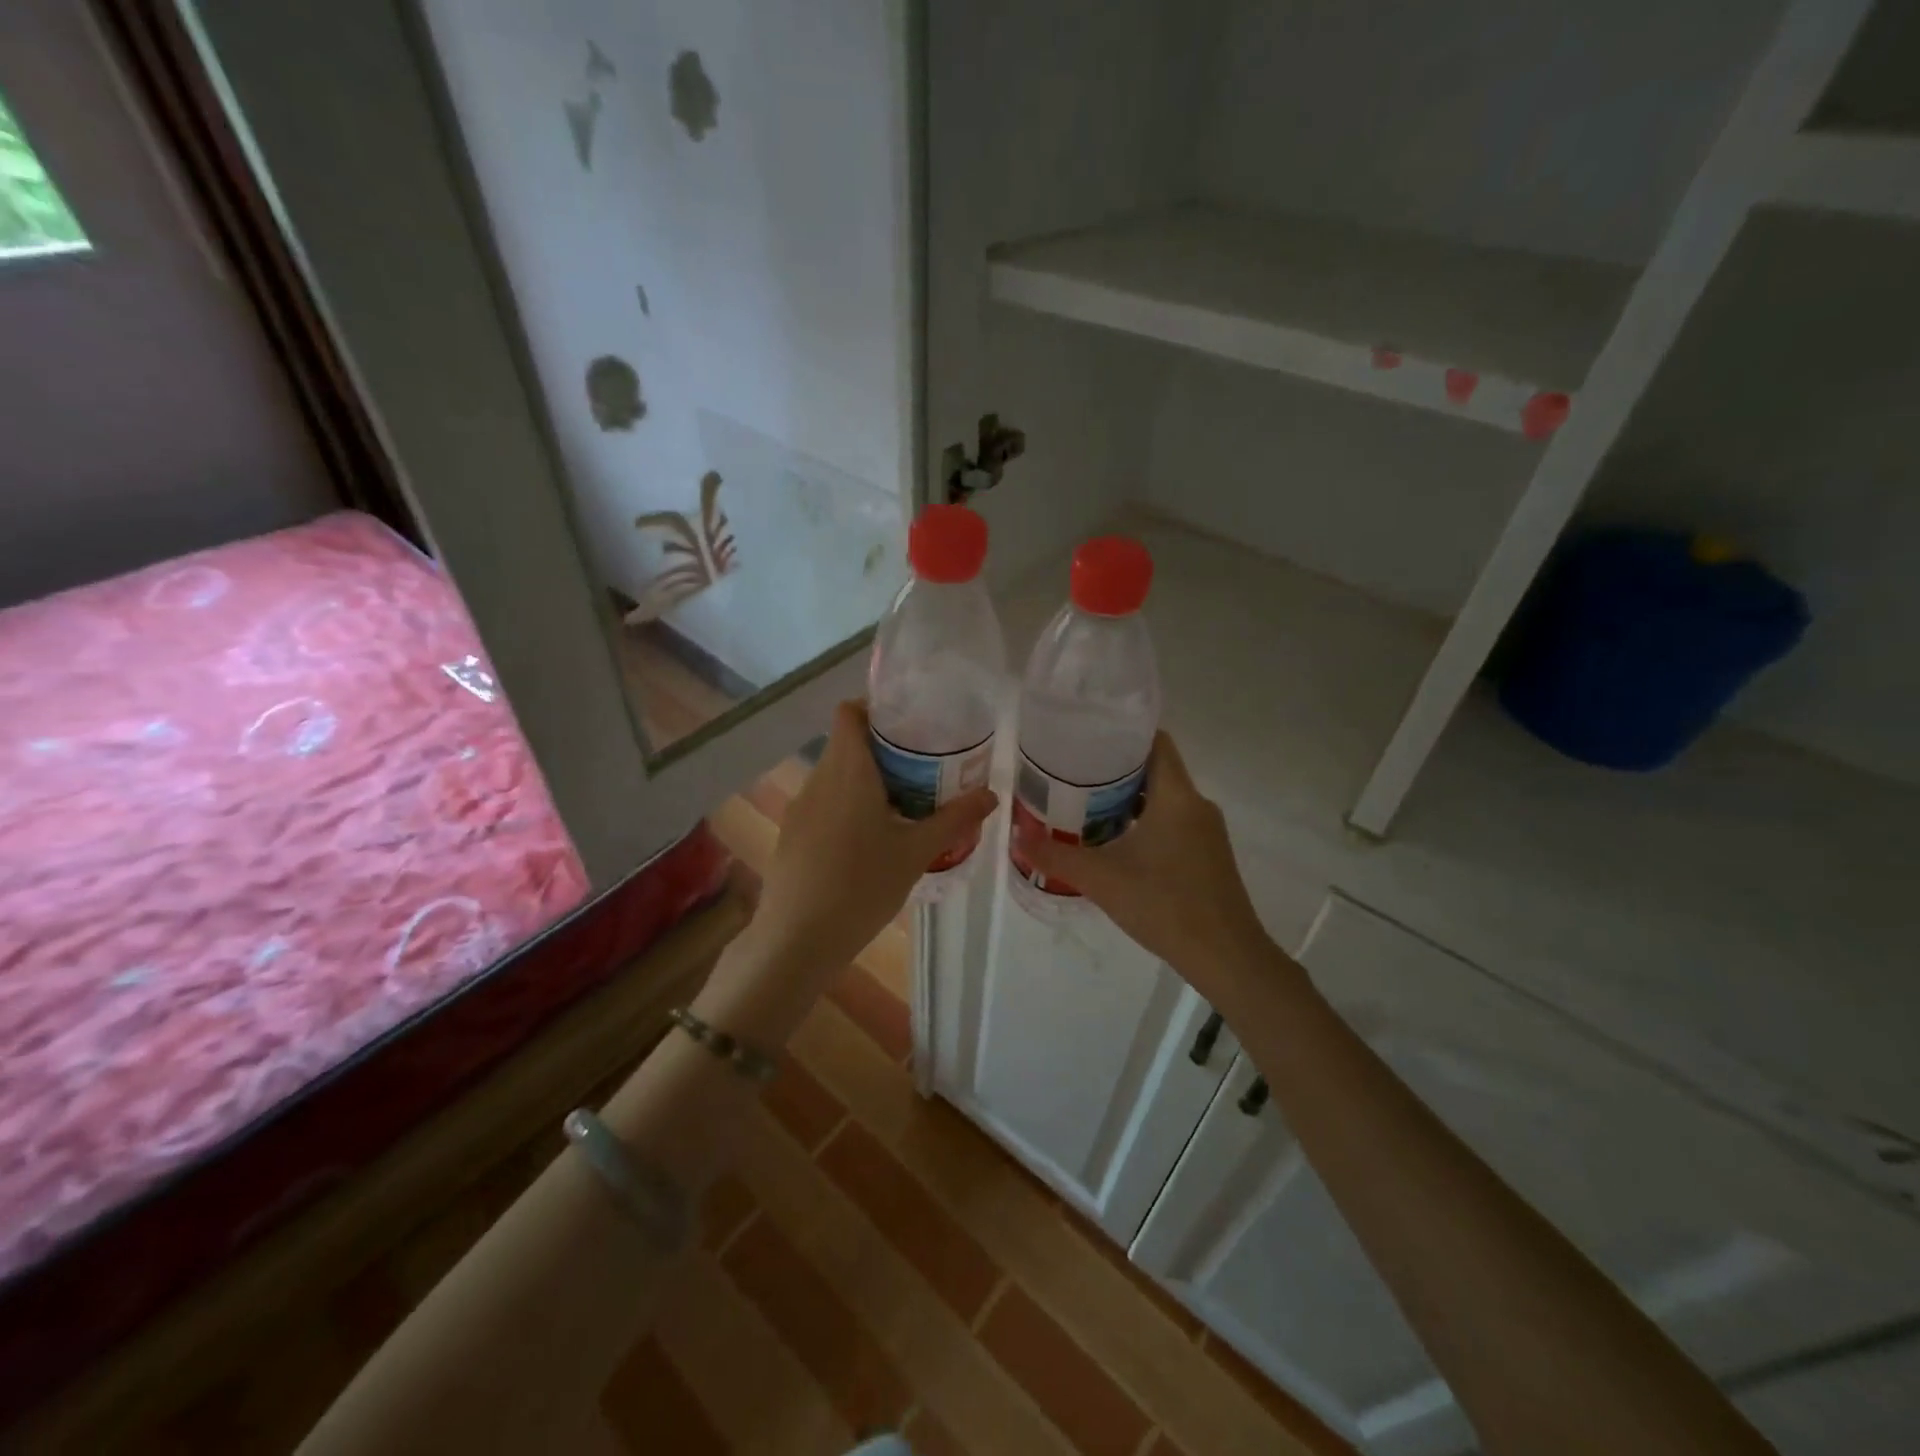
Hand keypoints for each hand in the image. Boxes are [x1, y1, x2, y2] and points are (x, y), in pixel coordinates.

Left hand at [752, 701, 997, 974]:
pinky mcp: (793, 835)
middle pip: (848, 744)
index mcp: (847, 770)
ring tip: (906, 804)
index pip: (849, 712)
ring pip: (837, 776)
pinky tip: (872, 841)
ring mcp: (801, 808)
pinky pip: (825, 804)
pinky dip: (849, 806)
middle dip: (885, 750)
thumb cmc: (861, 886)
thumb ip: (954, 819)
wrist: (797, 940)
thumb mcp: (916, 853)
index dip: (876, 708)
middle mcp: (818, 779)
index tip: (911, 725)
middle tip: (925, 768)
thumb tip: (991, 794)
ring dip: (868, 781)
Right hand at [1013, 733, 1272, 1000]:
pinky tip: (1115, 843)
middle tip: (1072, 775)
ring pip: (1163, 799)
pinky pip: (1172, 822)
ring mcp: (1207, 832)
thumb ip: (1056, 855)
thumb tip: (1016, 836)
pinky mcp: (1208, 855)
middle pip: (1155, 769)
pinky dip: (1144, 822)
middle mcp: (1196, 805)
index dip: (1121, 734)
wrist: (1225, 957)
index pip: (1155, 741)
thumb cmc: (1164, 905)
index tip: (1086, 739)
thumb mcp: (1101, 879)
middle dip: (1114, 769)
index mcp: (1177, 796)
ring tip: (1085, 807)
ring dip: (1128, 799)